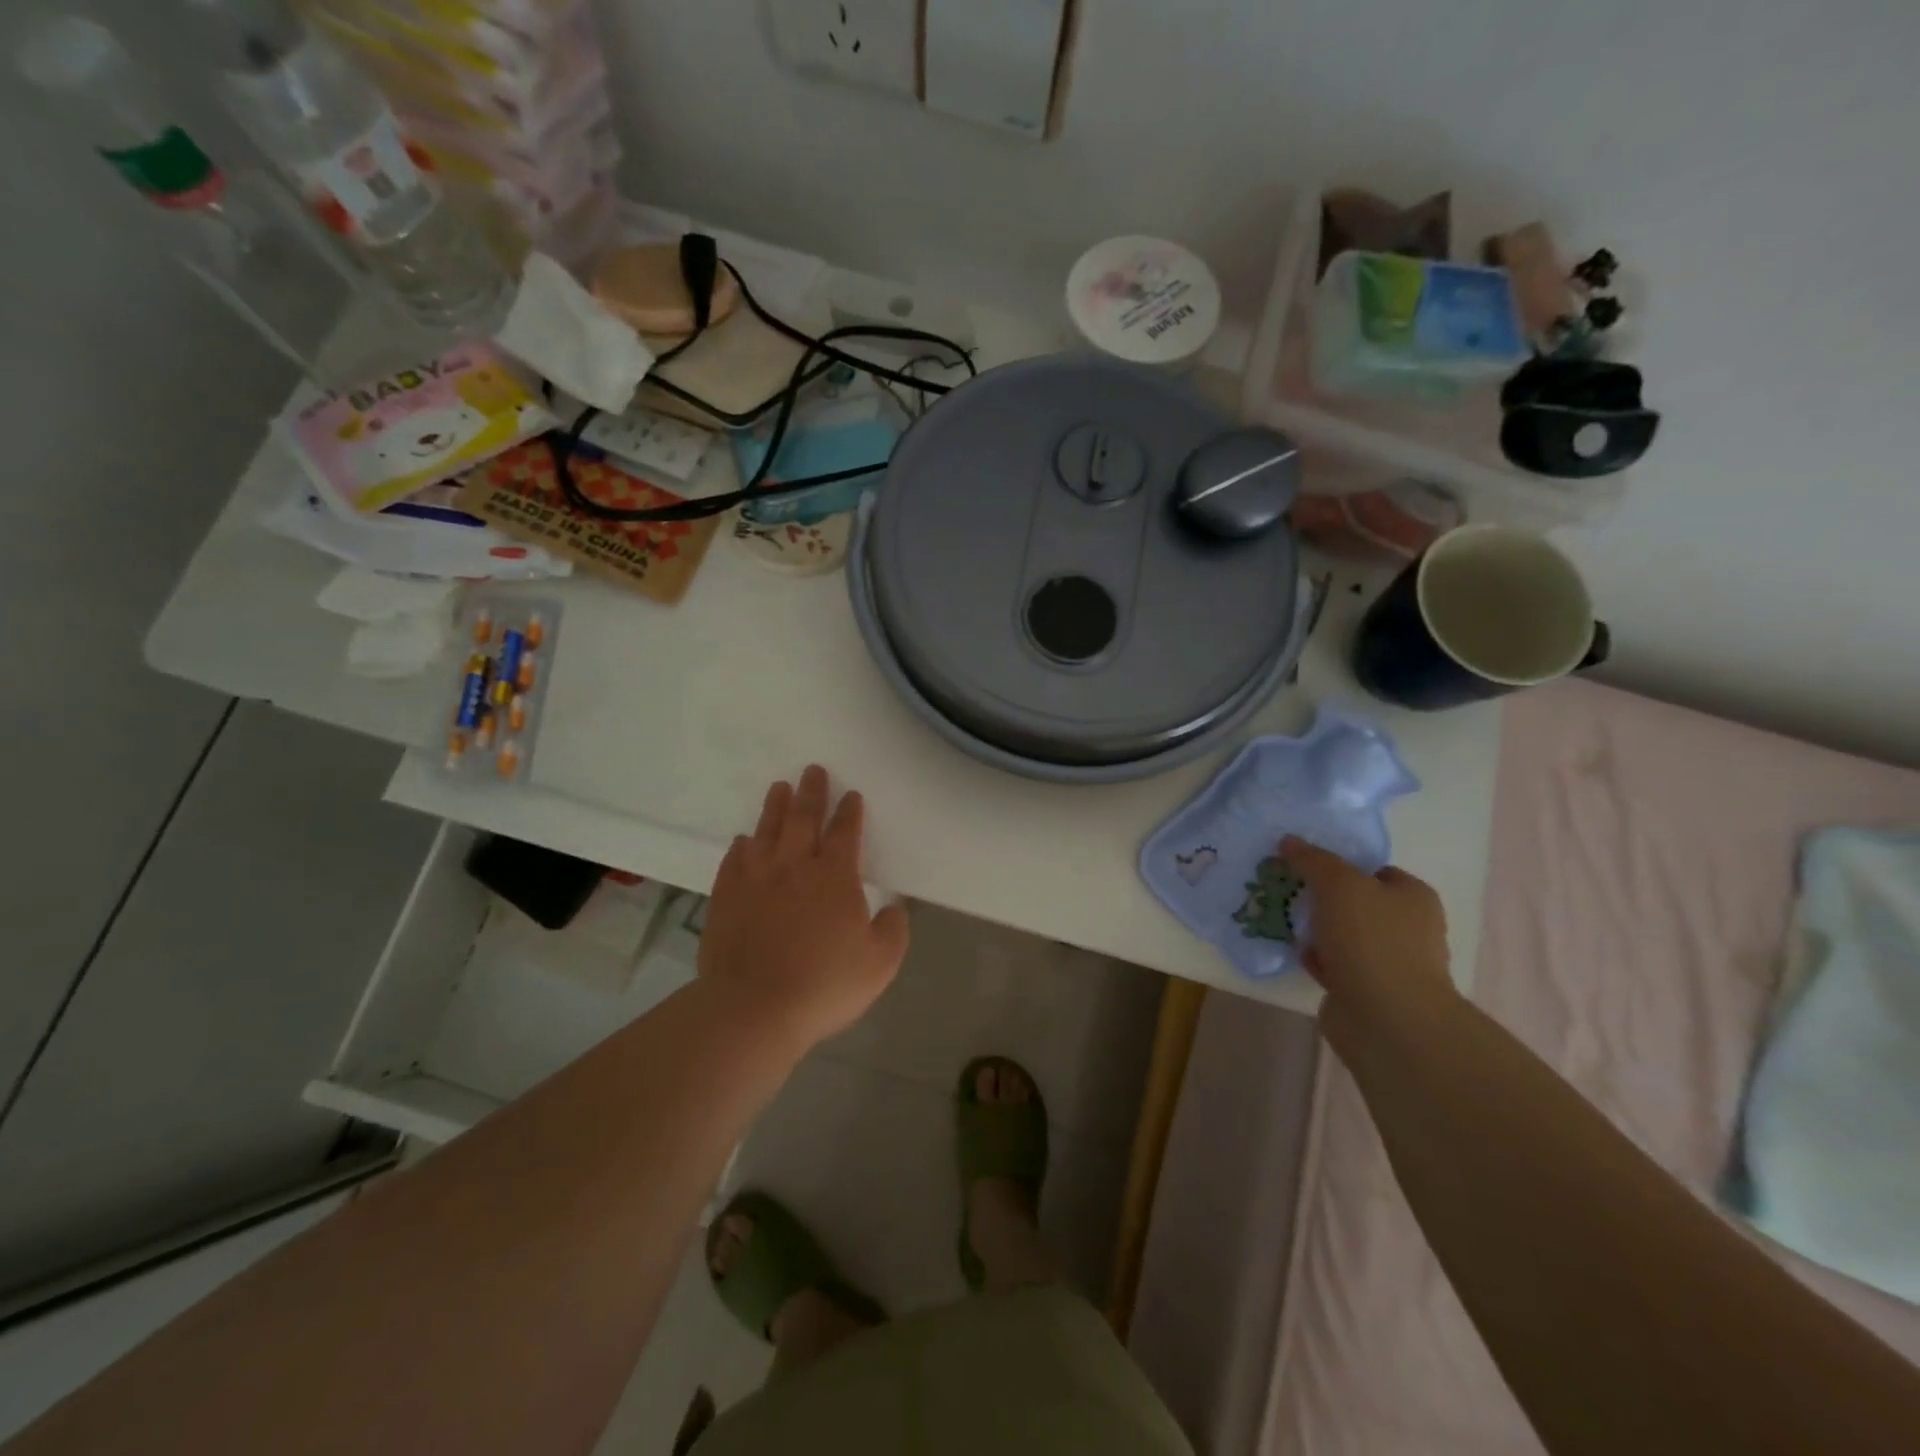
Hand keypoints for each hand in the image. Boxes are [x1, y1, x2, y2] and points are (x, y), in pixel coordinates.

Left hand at [699, 766, 910, 1047]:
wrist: (753, 1008)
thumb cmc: (824, 985)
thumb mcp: (880, 964)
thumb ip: (893, 931)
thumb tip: (893, 909)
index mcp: (835, 877)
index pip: (845, 832)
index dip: (850, 812)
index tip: (852, 795)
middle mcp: (795, 867)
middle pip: (804, 819)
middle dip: (811, 793)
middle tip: (812, 770)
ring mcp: (756, 879)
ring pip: (767, 832)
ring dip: (775, 808)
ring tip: (779, 788)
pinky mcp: (726, 898)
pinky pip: (734, 861)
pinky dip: (740, 847)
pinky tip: (742, 841)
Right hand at [1281, 837, 1452, 1015]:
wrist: (1385, 1018)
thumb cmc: (1371, 940)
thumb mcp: (1338, 883)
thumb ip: (1313, 860)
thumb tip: (1289, 841)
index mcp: (1414, 898)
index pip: (1375, 870)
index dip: (1341, 864)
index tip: (1305, 864)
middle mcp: (1408, 928)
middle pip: (1357, 902)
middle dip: (1324, 897)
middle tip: (1288, 888)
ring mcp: (1388, 962)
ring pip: (1343, 934)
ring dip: (1316, 928)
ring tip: (1282, 916)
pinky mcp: (1367, 990)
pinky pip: (1335, 963)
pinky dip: (1315, 956)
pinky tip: (1292, 949)